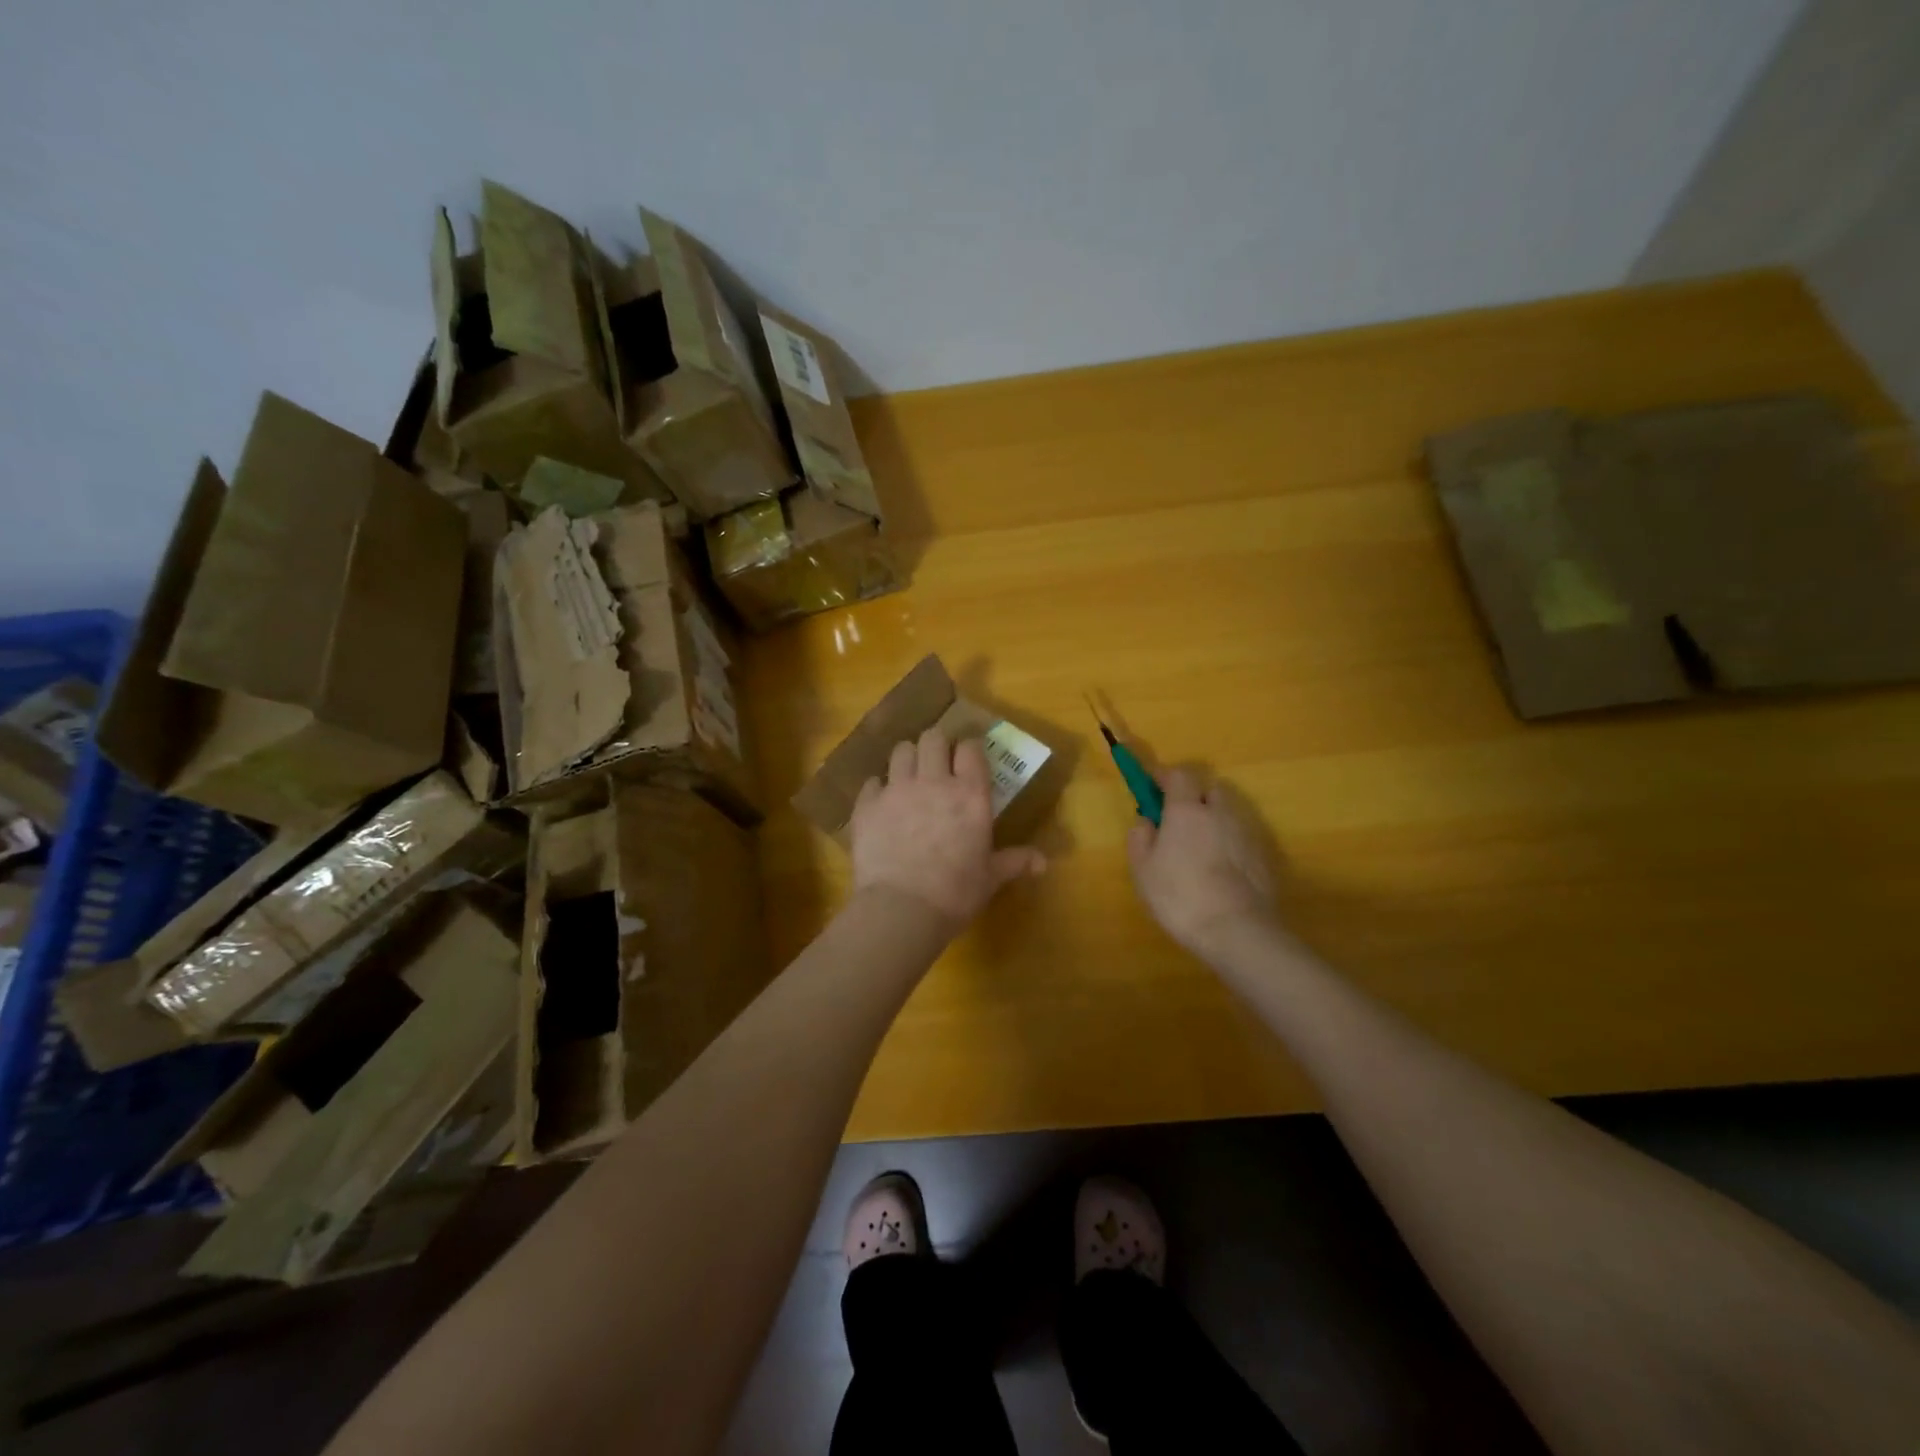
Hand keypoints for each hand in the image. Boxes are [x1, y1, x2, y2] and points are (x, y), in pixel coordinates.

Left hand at [851, 729, 1047, 929]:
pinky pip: (872, 782)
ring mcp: (896, 790)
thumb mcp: (991, 878)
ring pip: (901, 751)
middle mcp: (933, 782)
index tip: (969, 757)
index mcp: (969, 794)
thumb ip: (1015, 861)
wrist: (901, 909)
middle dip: (937, 744)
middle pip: (933, 738)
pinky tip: (882, 803)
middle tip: (939, 761)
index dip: (970, 748)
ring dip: (908, 758)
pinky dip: (878, 788)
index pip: (970, 748)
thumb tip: (1043, 862)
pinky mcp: (867, 806)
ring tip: (910, 775)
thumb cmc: (955, 893)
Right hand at [1127, 769, 1278, 957]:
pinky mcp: (1263, 857)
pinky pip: (1242, 838)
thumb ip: (1140, 838)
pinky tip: (1221, 869)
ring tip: (1200, 847)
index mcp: (1187, 810)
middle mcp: (1220, 813)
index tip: (1153, 786)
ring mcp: (1246, 834)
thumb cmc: (1180, 896)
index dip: (1165, 776)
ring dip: (1214, 820)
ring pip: (1229, 813)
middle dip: (1195, 796)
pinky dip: (1230, 843)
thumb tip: (1146, 821)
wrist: (1237, 930)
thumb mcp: (1143, 870)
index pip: (1179, 774)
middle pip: (1211, 789)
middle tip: (1179, 819)